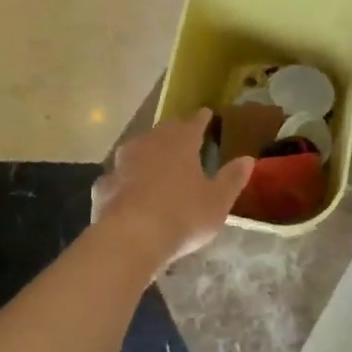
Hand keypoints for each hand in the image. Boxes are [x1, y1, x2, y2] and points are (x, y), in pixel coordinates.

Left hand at [91, 110, 251, 269]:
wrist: (130, 237)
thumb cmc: (182, 215)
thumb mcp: (217, 201)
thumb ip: (232, 178)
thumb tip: (248, 159)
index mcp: (180, 142)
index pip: (194, 122)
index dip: (202, 118)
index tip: (207, 114)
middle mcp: (149, 143)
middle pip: (163, 131)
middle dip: (174, 132)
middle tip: (182, 135)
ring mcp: (122, 163)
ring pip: (137, 150)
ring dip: (147, 153)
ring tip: (155, 161)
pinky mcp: (103, 185)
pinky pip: (118, 177)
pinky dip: (126, 180)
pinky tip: (128, 192)